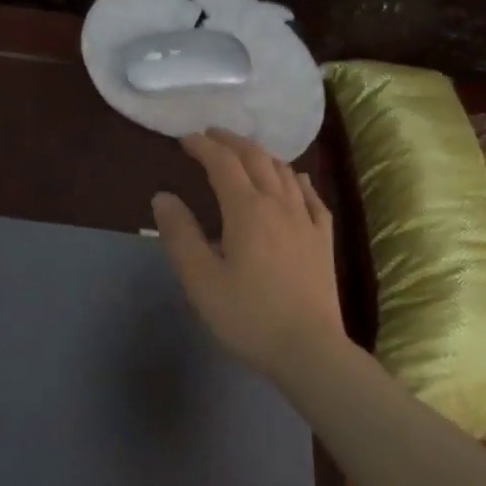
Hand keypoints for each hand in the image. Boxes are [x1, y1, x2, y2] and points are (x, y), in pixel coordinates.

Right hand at [151, 129, 345, 380]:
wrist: (309, 349)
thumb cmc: (248, 315)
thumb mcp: (200, 279)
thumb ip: (180, 234)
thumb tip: (163, 197)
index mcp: (246, 210)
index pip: (222, 163)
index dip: (203, 146)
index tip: (185, 139)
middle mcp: (278, 204)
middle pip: (256, 158)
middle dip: (231, 142)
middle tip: (212, 135)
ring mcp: (306, 220)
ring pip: (284, 172)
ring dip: (261, 155)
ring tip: (245, 153)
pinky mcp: (323, 240)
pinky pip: (311, 196)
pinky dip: (297, 179)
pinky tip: (295, 179)